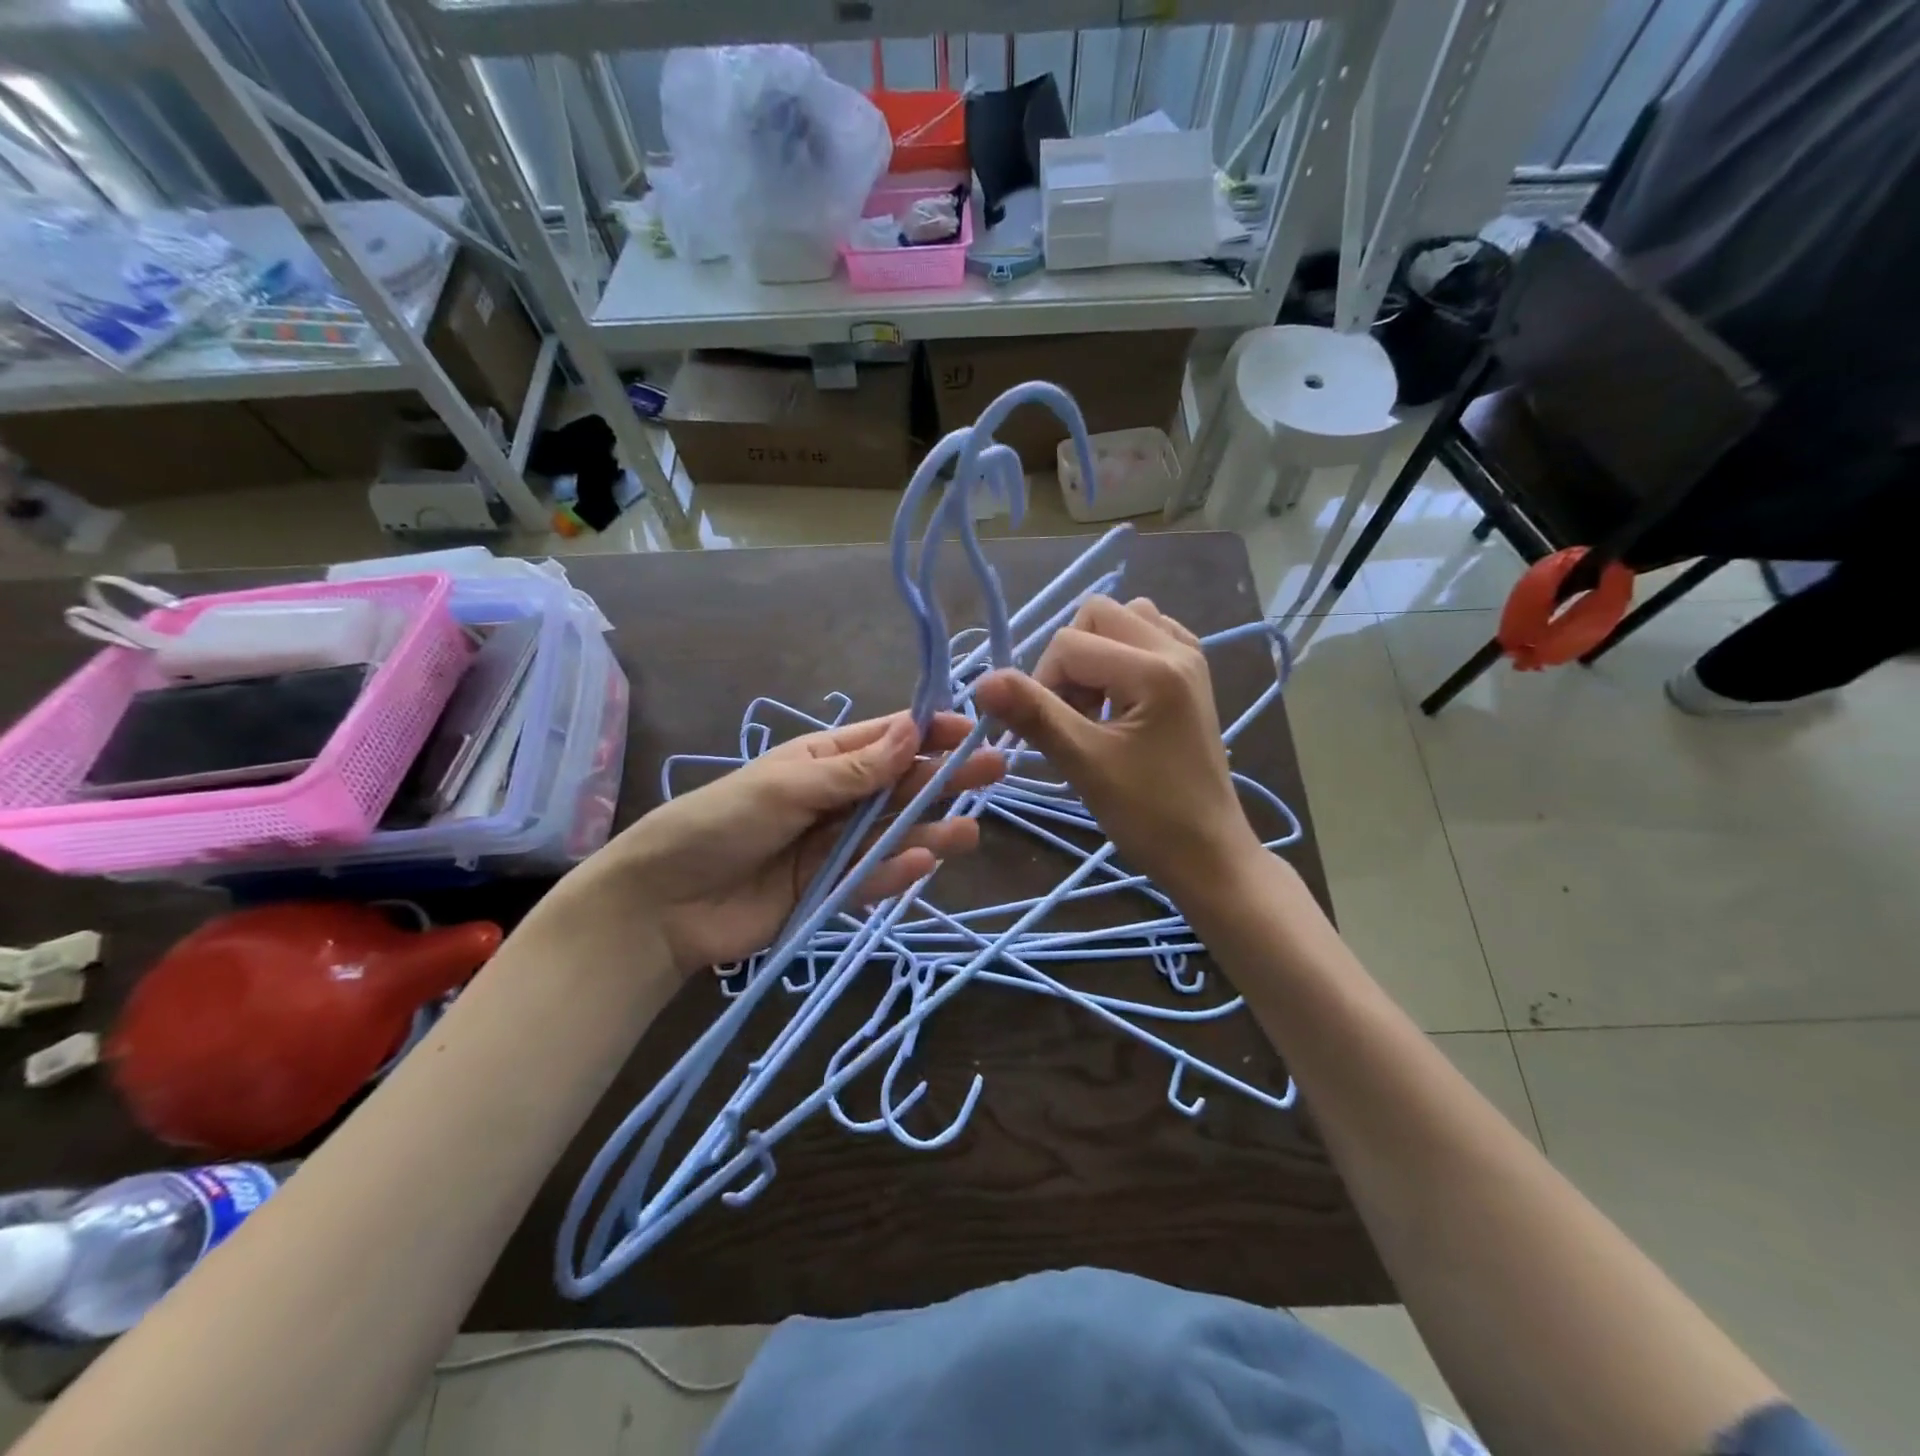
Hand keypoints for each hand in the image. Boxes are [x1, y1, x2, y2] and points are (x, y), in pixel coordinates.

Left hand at [555, 712, 1003, 975]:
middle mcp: (834, 800)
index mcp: (820, 761)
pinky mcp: (828, 892)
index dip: (928, 733)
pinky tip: (923, 864)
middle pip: (898, 787)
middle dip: (943, 779)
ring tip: (971, 831)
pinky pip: (869, 879)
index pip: (884, 741)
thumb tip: (913, 729)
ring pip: (892, 834)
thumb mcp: (786, 787)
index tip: (971, 731)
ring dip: (930, 830)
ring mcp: (832, 848)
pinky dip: (895, 872)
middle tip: (995, 772)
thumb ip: (853, 770)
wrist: (663, 904)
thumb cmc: (719, 824)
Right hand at [974, 596, 1262, 906]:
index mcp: (1155, 668)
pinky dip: (1121, 658)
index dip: (1043, 684)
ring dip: (1095, 656)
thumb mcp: (1084, 763)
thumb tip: (981, 681)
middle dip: (1070, 661)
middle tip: (1075, 716)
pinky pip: (1146, 638)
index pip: (1069, 643)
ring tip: (1096, 707)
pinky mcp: (1191, 675)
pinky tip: (1119, 700)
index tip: (1054, 733)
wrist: (1208, 853)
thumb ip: (1034, 715)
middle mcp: (1177, 648)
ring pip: (1123, 621)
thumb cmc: (1148, 814)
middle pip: (1096, 615)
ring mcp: (1190, 658)